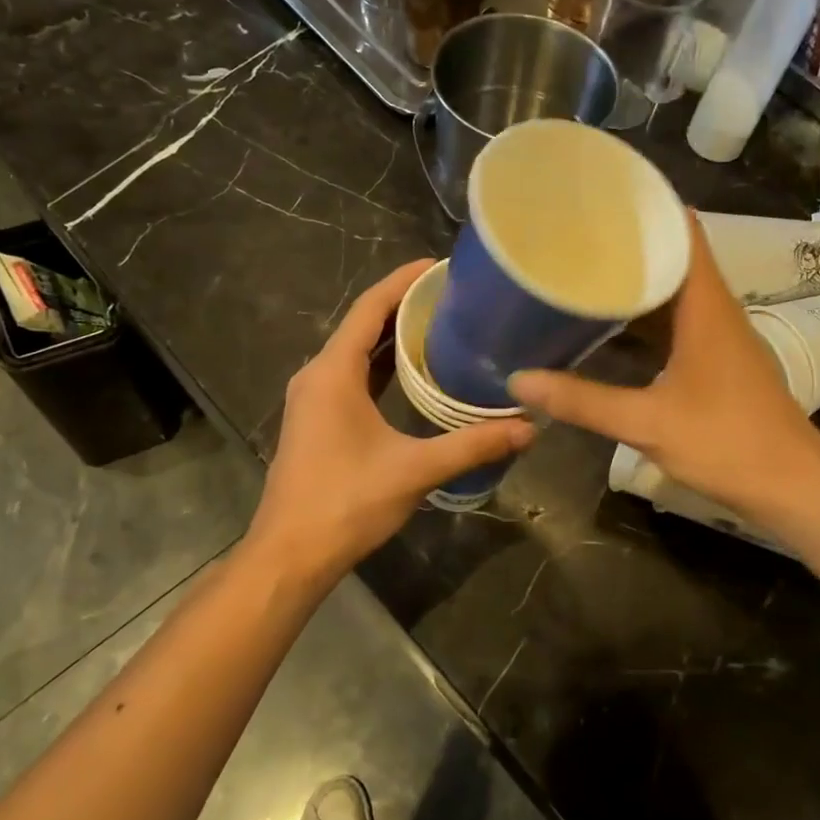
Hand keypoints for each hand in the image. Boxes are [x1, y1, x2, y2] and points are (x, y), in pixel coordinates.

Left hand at [246, 261, 534, 585]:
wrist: (290, 554)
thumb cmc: (346, 503)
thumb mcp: (415, 470)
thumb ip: (472, 445)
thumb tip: (529, 428)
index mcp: (333, 372)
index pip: (370, 308)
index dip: (404, 281)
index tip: (440, 265)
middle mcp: (318, 375)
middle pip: (363, 324)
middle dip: (405, 305)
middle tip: (454, 295)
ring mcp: (314, 398)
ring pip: (357, 351)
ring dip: (394, 335)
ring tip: (442, 322)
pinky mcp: (318, 419)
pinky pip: (353, 375)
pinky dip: (383, 364)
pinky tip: (416, 370)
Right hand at [510, 215, 819, 521]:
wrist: (793, 486)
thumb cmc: (727, 442)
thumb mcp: (647, 422)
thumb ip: (582, 401)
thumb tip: (520, 380)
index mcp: (705, 305)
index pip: (684, 230)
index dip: (649, 206)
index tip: (603, 194)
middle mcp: (715, 309)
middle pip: (675, 256)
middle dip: (629, 242)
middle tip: (576, 233)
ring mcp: (719, 334)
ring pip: (675, 291)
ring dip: (637, 280)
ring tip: (586, 269)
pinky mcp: (718, 359)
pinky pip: (678, 320)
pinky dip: (647, 315)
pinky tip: (612, 324)